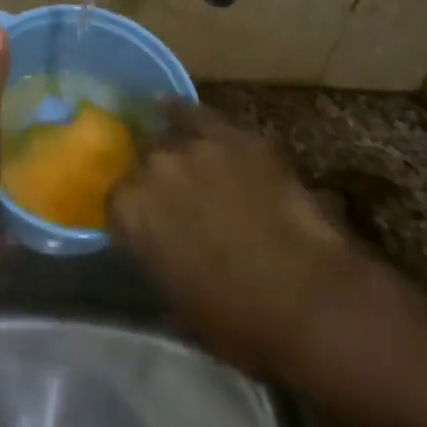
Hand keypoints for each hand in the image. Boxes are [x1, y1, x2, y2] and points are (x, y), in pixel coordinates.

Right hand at [109, 102, 392, 383]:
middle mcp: (151, 170)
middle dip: (151, 180)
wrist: (311, 301)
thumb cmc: (241, 321)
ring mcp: (192, 146)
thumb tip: (156, 251)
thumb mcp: (178, 303)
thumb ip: (155, 261)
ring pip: (167, 138)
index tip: (143, 227)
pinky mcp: (231, 135)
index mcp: (131, 215)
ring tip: (178, 161)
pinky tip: (166, 105)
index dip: (131, 216)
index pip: (115, 203)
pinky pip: (195, 113)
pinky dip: (180, 111)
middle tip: (171, 202)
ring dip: (170, 153)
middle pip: (141, 164)